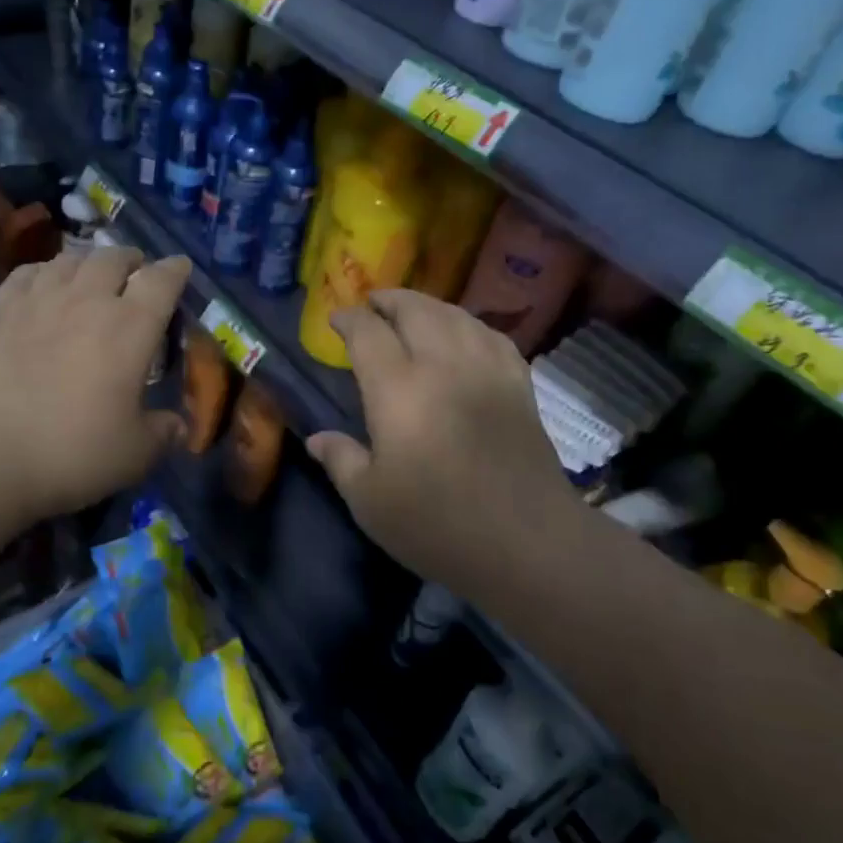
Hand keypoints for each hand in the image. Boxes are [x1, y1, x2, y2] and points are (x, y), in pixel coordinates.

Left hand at [0, 247, 188, 524]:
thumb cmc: (71, 452)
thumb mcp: (134, 455)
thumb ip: (162, 433)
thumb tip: (178, 425)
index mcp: (131, 326)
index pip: (162, 280)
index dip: (176, 270)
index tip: (181, 268)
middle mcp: (89, 300)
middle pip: (115, 257)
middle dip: (132, 260)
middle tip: (135, 274)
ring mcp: (39, 299)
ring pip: (71, 259)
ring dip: (89, 263)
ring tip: (92, 276)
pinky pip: (29, 272)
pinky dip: (46, 272)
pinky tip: (44, 285)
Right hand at [307, 290, 572, 589]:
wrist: (526, 542)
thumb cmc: (437, 524)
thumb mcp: (370, 502)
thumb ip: (341, 460)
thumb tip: (317, 439)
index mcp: (398, 389)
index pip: (368, 333)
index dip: (349, 319)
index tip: (336, 320)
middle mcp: (442, 364)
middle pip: (414, 310)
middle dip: (388, 300)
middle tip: (372, 305)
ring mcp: (486, 370)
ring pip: (455, 315)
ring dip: (427, 306)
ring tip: (412, 311)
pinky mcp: (518, 384)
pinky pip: (491, 335)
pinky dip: (468, 324)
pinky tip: (463, 333)